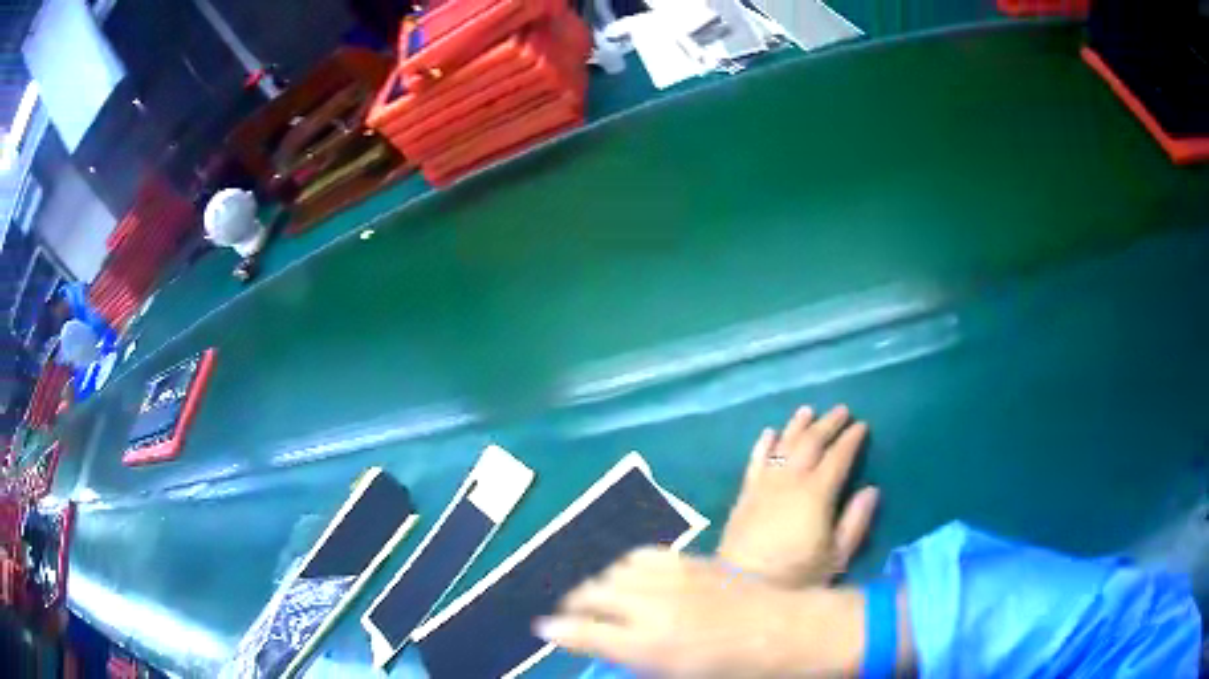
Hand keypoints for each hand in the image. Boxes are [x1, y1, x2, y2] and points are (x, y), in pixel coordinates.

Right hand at [536, 548, 863, 677]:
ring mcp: (671, 578)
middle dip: (573, 603)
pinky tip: (635, 575)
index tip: (543, 629)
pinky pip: (643, 555)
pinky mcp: (690, 559)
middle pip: (592, 593)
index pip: (581, 632)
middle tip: (571, 614)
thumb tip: (608, 652)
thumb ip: (634, 660)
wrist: (782, 631)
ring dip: (601, 583)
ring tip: (602, 595)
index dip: (556, 630)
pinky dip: (628, 565)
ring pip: (614, 570)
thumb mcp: (676, 674)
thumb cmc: (732, 668)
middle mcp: (650, 606)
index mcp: (645, 644)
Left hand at [716, 406, 877, 585]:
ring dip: (797, 426)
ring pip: (782, 445)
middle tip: (842, 410)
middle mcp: (790, 481)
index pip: (838, 456)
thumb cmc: (796, 577)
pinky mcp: (745, 495)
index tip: (862, 425)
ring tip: (808, 410)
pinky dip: (763, 444)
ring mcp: (764, 486)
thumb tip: (871, 490)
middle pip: (811, 443)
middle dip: (828, 424)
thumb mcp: (836, 557)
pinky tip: (769, 433)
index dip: (851, 439)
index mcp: (817, 494)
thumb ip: (856, 522)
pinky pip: (755, 461)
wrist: (741, 587)